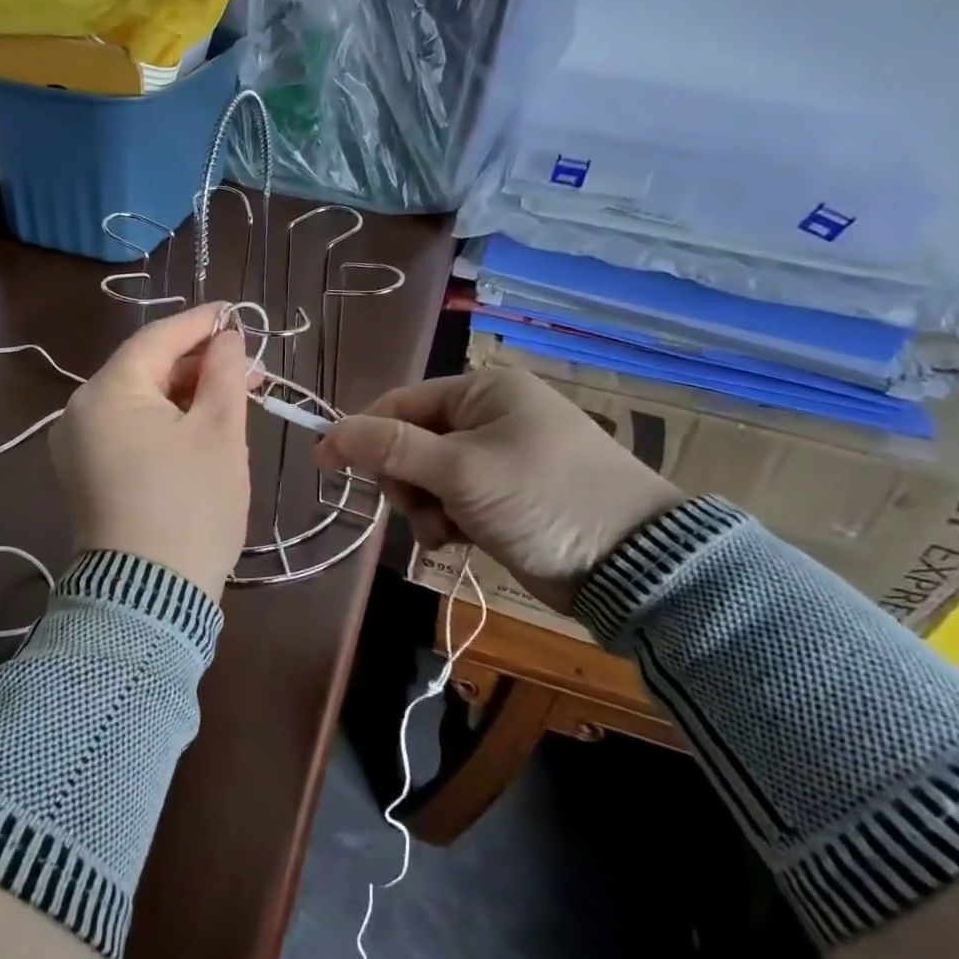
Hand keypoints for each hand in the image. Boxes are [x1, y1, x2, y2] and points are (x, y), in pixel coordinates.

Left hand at [50, 302, 252, 599]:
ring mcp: (76, 446)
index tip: (237, 314)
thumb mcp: (218, 433)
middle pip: (144, 369)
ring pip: (137, 401)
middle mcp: (79, 411)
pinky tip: (197, 425)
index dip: (200, 323)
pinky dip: (162, 421)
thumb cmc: (190, 507)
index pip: (156, 338)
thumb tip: (226, 338)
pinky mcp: (85, 474)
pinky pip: (126, 429)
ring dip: (182, 393)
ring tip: (231, 396)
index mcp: (106, 392)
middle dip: (196, 364)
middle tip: (247, 368)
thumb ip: (222, 374)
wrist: (149, 598)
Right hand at [315, 368, 680, 611]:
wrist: (633, 566)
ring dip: (424, 507)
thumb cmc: (542, 498)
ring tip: (445, 530)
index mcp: (484, 392)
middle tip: (415, 505)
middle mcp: (490, 418)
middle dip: (404, 480)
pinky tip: (458, 541)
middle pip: (410, 442)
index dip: (362, 432)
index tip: (326, 463)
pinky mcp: (506, 498)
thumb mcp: (459, 470)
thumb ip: (390, 448)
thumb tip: (327, 434)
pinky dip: (446, 522)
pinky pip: (452, 501)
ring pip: (427, 477)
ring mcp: (499, 459)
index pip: (402, 402)